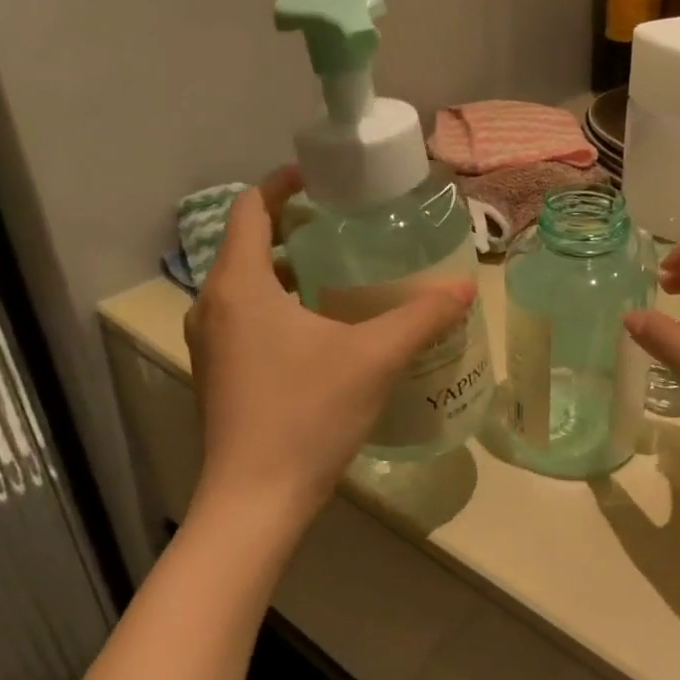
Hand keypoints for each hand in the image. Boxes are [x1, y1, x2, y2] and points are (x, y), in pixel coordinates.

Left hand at [184, 170, 476, 533]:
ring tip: (345, 269)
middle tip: (349, 224)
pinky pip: (249, 317)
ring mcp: (213, 343)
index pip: (250, 209)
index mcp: (240, 286)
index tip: (324, 178)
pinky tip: (329, 325)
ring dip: (290, 268)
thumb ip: (423, 316)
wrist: (254, 502)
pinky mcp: (221, 373)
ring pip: (249, 284)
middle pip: (250, 244)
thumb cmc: (307, 414)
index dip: (283, 184)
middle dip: (296, 227)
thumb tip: (466, 287)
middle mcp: (214, 306)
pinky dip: (283, 304)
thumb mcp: (375, 357)